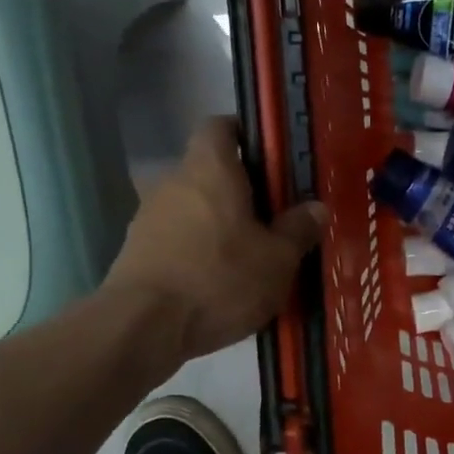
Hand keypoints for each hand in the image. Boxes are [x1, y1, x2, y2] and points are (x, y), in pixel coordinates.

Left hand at [106, 118, 325, 363]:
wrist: (143, 327)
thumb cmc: (219, 280)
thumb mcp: (277, 260)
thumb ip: (298, 230)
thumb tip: (316, 208)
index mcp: (210, 169)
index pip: (222, 126)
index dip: (247, 135)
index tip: (274, 159)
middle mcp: (174, 182)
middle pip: (210, 171)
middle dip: (242, 190)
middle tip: (276, 217)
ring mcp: (149, 217)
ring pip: (195, 207)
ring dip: (221, 224)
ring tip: (251, 257)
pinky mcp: (138, 252)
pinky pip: (179, 239)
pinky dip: (200, 251)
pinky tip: (220, 283)